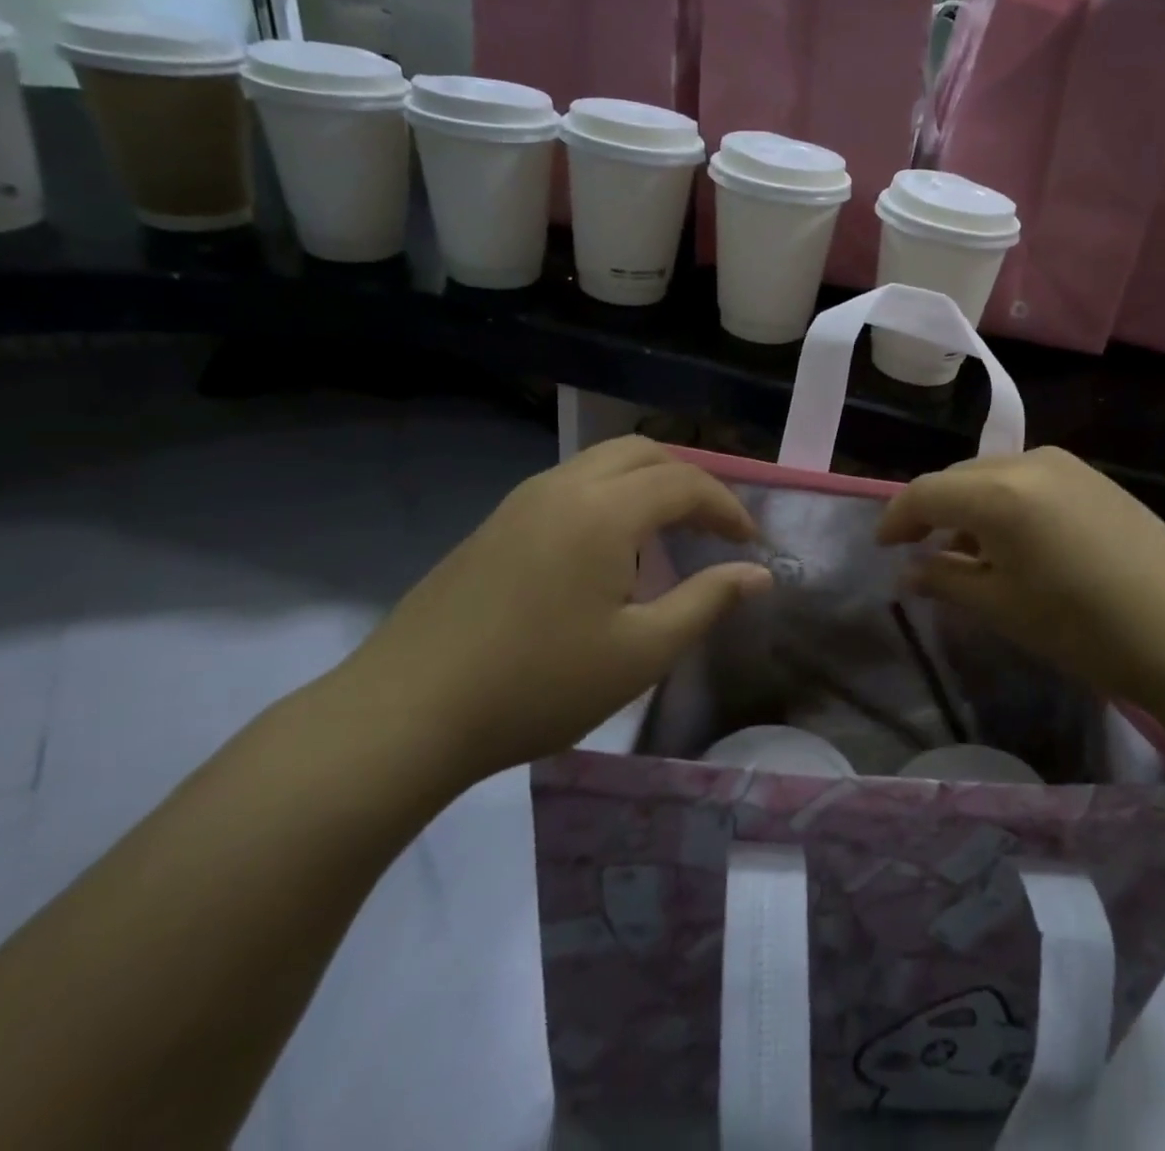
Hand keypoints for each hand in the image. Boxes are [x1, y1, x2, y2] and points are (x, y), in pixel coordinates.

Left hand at [343, 437, 771, 782]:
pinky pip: (571, 485)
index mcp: (604, 510)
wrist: (406, 713)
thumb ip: (707, 601)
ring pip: (602, 463)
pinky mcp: (495, 524)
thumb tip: (758, 573)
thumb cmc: (539, 684)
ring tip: (668, 534)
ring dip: (648, 483)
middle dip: (690, 480)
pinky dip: (611, 496)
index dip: (728, 507)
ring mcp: (522, 501)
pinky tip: (609, 551)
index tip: (751, 544)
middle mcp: (564, 487)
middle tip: (714, 527)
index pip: (685, 482)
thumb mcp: (641, 652)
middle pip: (644, 452)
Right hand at [877, 448, 1164, 710]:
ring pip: (994, 475)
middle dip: (932, 510)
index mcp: (998, 493)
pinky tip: (1016, 540)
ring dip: (970, 506)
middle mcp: (1028, 463)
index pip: (926, 492)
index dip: (896, 517)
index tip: (882, 546)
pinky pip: (1029, 480)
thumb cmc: (1080, 626)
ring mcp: (1067, 465)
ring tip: (969, 551)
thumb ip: (945, 579)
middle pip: (959, 478)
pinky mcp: (1094, 477)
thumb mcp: (1001, 607)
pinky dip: (1006, 503)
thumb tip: (907, 571)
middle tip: (920, 550)